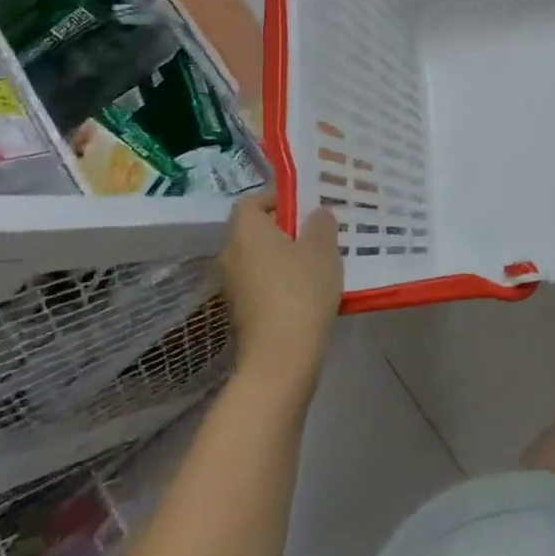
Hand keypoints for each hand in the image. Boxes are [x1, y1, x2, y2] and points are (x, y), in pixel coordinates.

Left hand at [220, 192, 341, 387]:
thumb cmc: (301, 291)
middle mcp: (231, 255)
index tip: (305, 205)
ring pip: (260, 257)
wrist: (280, 357)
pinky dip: (281, 279)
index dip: (277, 198)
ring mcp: (233, 286)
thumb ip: (321, 223)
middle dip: (285, 227)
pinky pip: (262, 282)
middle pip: (256, 230)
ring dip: (285, 255)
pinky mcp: (242, 311)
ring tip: (319, 260)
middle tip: (318, 231)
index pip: (251, 201)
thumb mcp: (322, 248)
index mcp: (246, 232)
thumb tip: (316, 215)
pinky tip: (309, 289)